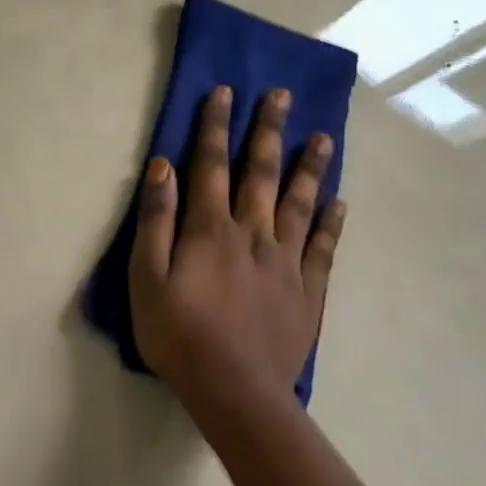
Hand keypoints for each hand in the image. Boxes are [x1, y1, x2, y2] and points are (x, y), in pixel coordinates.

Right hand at [129, 86, 343, 413]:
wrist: (236, 393)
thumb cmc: (179, 333)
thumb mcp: (146, 277)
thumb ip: (156, 220)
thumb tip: (163, 167)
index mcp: (211, 228)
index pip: (210, 164)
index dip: (215, 125)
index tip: (224, 92)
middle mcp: (252, 233)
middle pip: (260, 172)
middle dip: (268, 130)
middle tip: (282, 95)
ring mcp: (285, 261)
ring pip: (299, 202)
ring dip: (309, 167)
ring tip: (323, 136)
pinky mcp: (307, 291)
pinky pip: (322, 248)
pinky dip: (330, 222)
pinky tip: (338, 201)